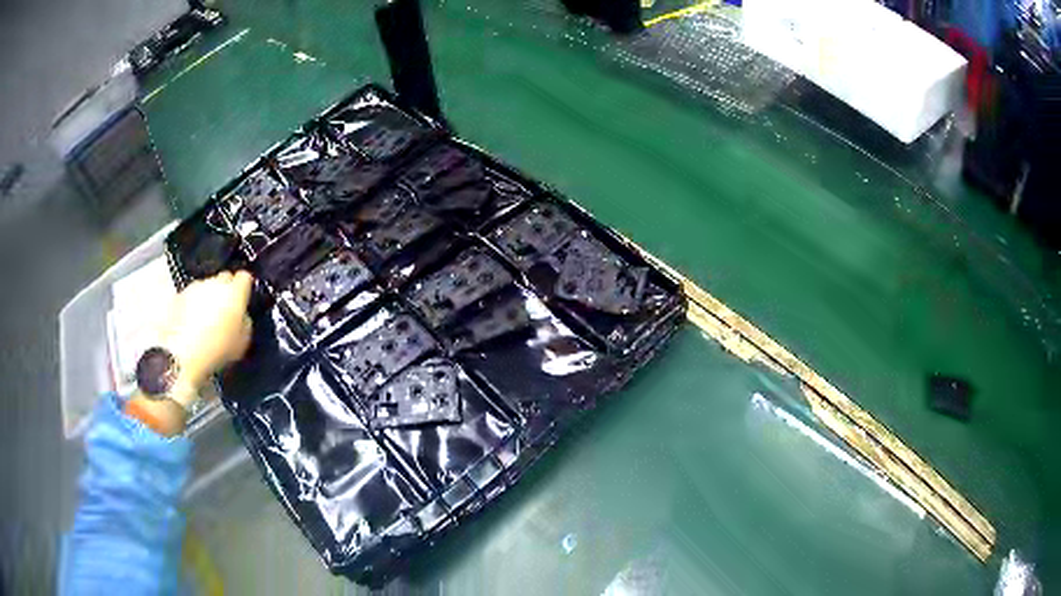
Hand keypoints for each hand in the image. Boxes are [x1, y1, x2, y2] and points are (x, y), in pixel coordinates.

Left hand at [126, 271, 253, 436]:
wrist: (180, 353)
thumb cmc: (216, 350)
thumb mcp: (241, 343)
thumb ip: (245, 323)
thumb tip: (242, 316)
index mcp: (234, 292)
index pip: (245, 278)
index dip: (244, 288)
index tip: (243, 300)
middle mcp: (215, 283)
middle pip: (224, 279)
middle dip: (225, 291)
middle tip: (224, 312)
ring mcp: (195, 287)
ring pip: (206, 287)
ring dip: (207, 298)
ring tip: (205, 321)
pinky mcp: (179, 295)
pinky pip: (191, 297)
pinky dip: (192, 306)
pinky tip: (191, 324)